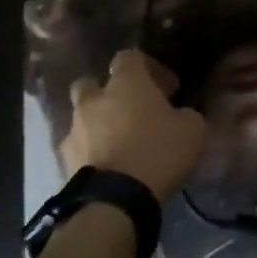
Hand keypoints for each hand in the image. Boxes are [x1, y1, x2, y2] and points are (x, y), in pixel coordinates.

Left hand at [60, 50, 205, 201]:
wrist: (115, 201)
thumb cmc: (158, 152)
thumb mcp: (192, 129)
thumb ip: (184, 114)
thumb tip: (179, 115)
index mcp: (126, 83)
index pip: (130, 56)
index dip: (149, 68)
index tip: (168, 89)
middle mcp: (94, 99)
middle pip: (92, 83)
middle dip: (109, 93)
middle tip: (132, 110)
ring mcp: (74, 130)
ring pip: (82, 117)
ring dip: (98, 123)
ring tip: (120, 143)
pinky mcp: (63, 160)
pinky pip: (79, 146)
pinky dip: (91, 151)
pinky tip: (111, 166)